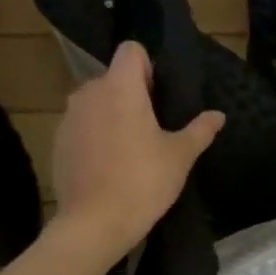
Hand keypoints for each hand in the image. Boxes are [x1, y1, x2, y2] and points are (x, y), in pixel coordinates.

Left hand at [51, 41, 224, 257]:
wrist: (94, 223)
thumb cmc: (143, 182)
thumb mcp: (180, 156)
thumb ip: (199, 130)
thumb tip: (218, 115)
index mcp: (120, 87)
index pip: (131, 50)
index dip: (148, 67)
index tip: (160, 97)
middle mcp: (89, 93)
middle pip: (113, 78)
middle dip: (132, 95)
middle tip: (153, 129)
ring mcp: (69, 118)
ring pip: (96, 103)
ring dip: (112, 116)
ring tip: (131, 150)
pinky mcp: (57, 143)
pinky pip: (82, 127)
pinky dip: (95, 137)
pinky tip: (109, 167)